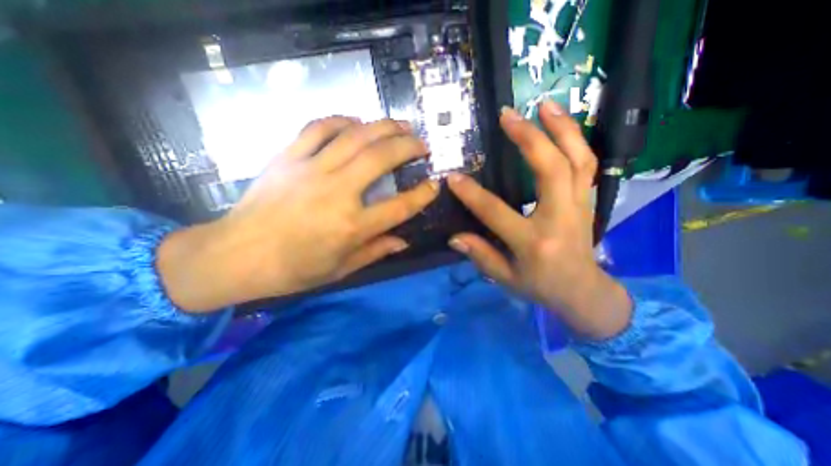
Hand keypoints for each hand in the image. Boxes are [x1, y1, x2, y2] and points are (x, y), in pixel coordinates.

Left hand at [157, 117, 441, 312]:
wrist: (235, 256)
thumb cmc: (293, 269)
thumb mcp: (341, 269)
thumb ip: (375, 251)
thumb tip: (404, 241)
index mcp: (351, 226)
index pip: (400, 206)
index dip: (422, 194)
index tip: (434, 184)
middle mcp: (337, 192)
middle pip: (381, 158)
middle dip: (408, 146)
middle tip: (422, 144)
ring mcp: (311, 170)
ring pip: (355, 136)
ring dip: (383, 126)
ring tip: (401, 124)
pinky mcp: (288, 157)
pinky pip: (319, 128)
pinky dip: (341, 120)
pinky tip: (356, 122)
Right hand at [448, 102, 629, 338]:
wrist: (583, 291)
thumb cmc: (540, 286)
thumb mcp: (506, 279)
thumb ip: (480, 256)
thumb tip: (454, 237)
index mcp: (534, 242)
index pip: (497, 212)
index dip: (472, 195)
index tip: (453, 177)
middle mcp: (560, 218)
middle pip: (551, 170)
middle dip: (529, 138)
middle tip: (507, 115)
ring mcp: (579, 206)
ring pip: (578, 159)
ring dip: (561, 128)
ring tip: (542, 104)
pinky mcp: (588, 200)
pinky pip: (587, 164)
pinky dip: (576, 139)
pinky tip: (561, 124)